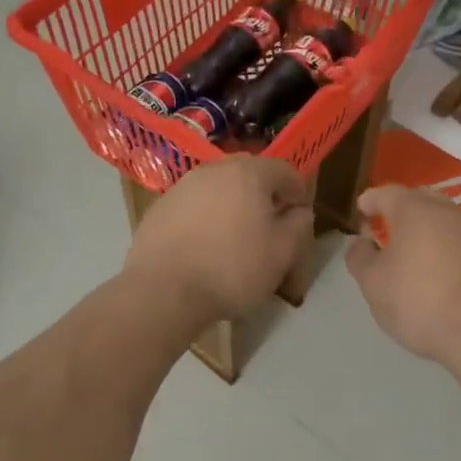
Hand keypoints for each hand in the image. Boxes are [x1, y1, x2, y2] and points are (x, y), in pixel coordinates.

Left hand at [123, 156, 314, 324]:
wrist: (162, 291)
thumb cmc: (231, 269)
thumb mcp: (282, 254)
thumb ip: (298, 225)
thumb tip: (298, 211)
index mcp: (248, 174)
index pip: (283, 170)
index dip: (297, 191)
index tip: (300, 216)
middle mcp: (214, 170)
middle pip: (249, 175)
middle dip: (263, 196)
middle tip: (269, 227)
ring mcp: (182, 186)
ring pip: (218, 189)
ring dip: (232, 206)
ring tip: (235, 239)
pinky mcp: (160, 207)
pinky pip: (193, 206)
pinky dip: (205, 219)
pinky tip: (204, 248)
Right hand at [345, 185, 460, 366]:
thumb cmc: (420, 302)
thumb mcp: (374, 284)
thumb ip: (360, 257)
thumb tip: (360, 242)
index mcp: (415, 210)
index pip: (386, 193)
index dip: (370, 201)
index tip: (361, 213)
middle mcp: (448, 212)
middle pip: (420, 200)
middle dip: (402, 210)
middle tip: (388, 230)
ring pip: (446, 220)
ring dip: (429, 230)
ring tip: (416, 254)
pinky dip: (450, 250)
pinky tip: (444, 274)